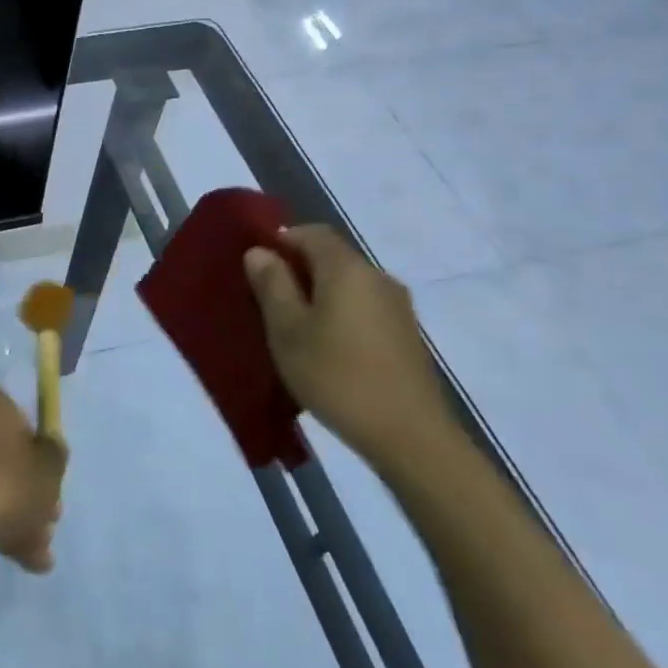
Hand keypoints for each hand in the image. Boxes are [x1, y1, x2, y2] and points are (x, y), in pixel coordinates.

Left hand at [0, 385, 65, 572]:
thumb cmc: (3, 485)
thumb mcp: (49, 470)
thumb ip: (55, 455)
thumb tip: (48, 448)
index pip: (22, 421)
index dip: (41, 455)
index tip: (53, 487)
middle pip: (4, 455)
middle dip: (29, 492)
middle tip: (48, 524)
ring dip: (13, 514)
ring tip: (34, 555)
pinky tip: (12, 556)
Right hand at [243, 225, 453, 467]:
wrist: (409, 435)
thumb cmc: (336, 375)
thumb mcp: (287, 330)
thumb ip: (272, 285)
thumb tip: (260, 251)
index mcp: (347, 268)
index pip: (311, 232)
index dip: (281, 241)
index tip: (257, 267)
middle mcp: (377, 277)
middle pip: (332, 257)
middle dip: (299, 269)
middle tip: (268, 299)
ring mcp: (398, 307)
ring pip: (349, 285)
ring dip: (320, 295)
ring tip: (294, 327)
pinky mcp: (407, 335)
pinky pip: (364, 308)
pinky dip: (341, 314)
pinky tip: (327, 348)